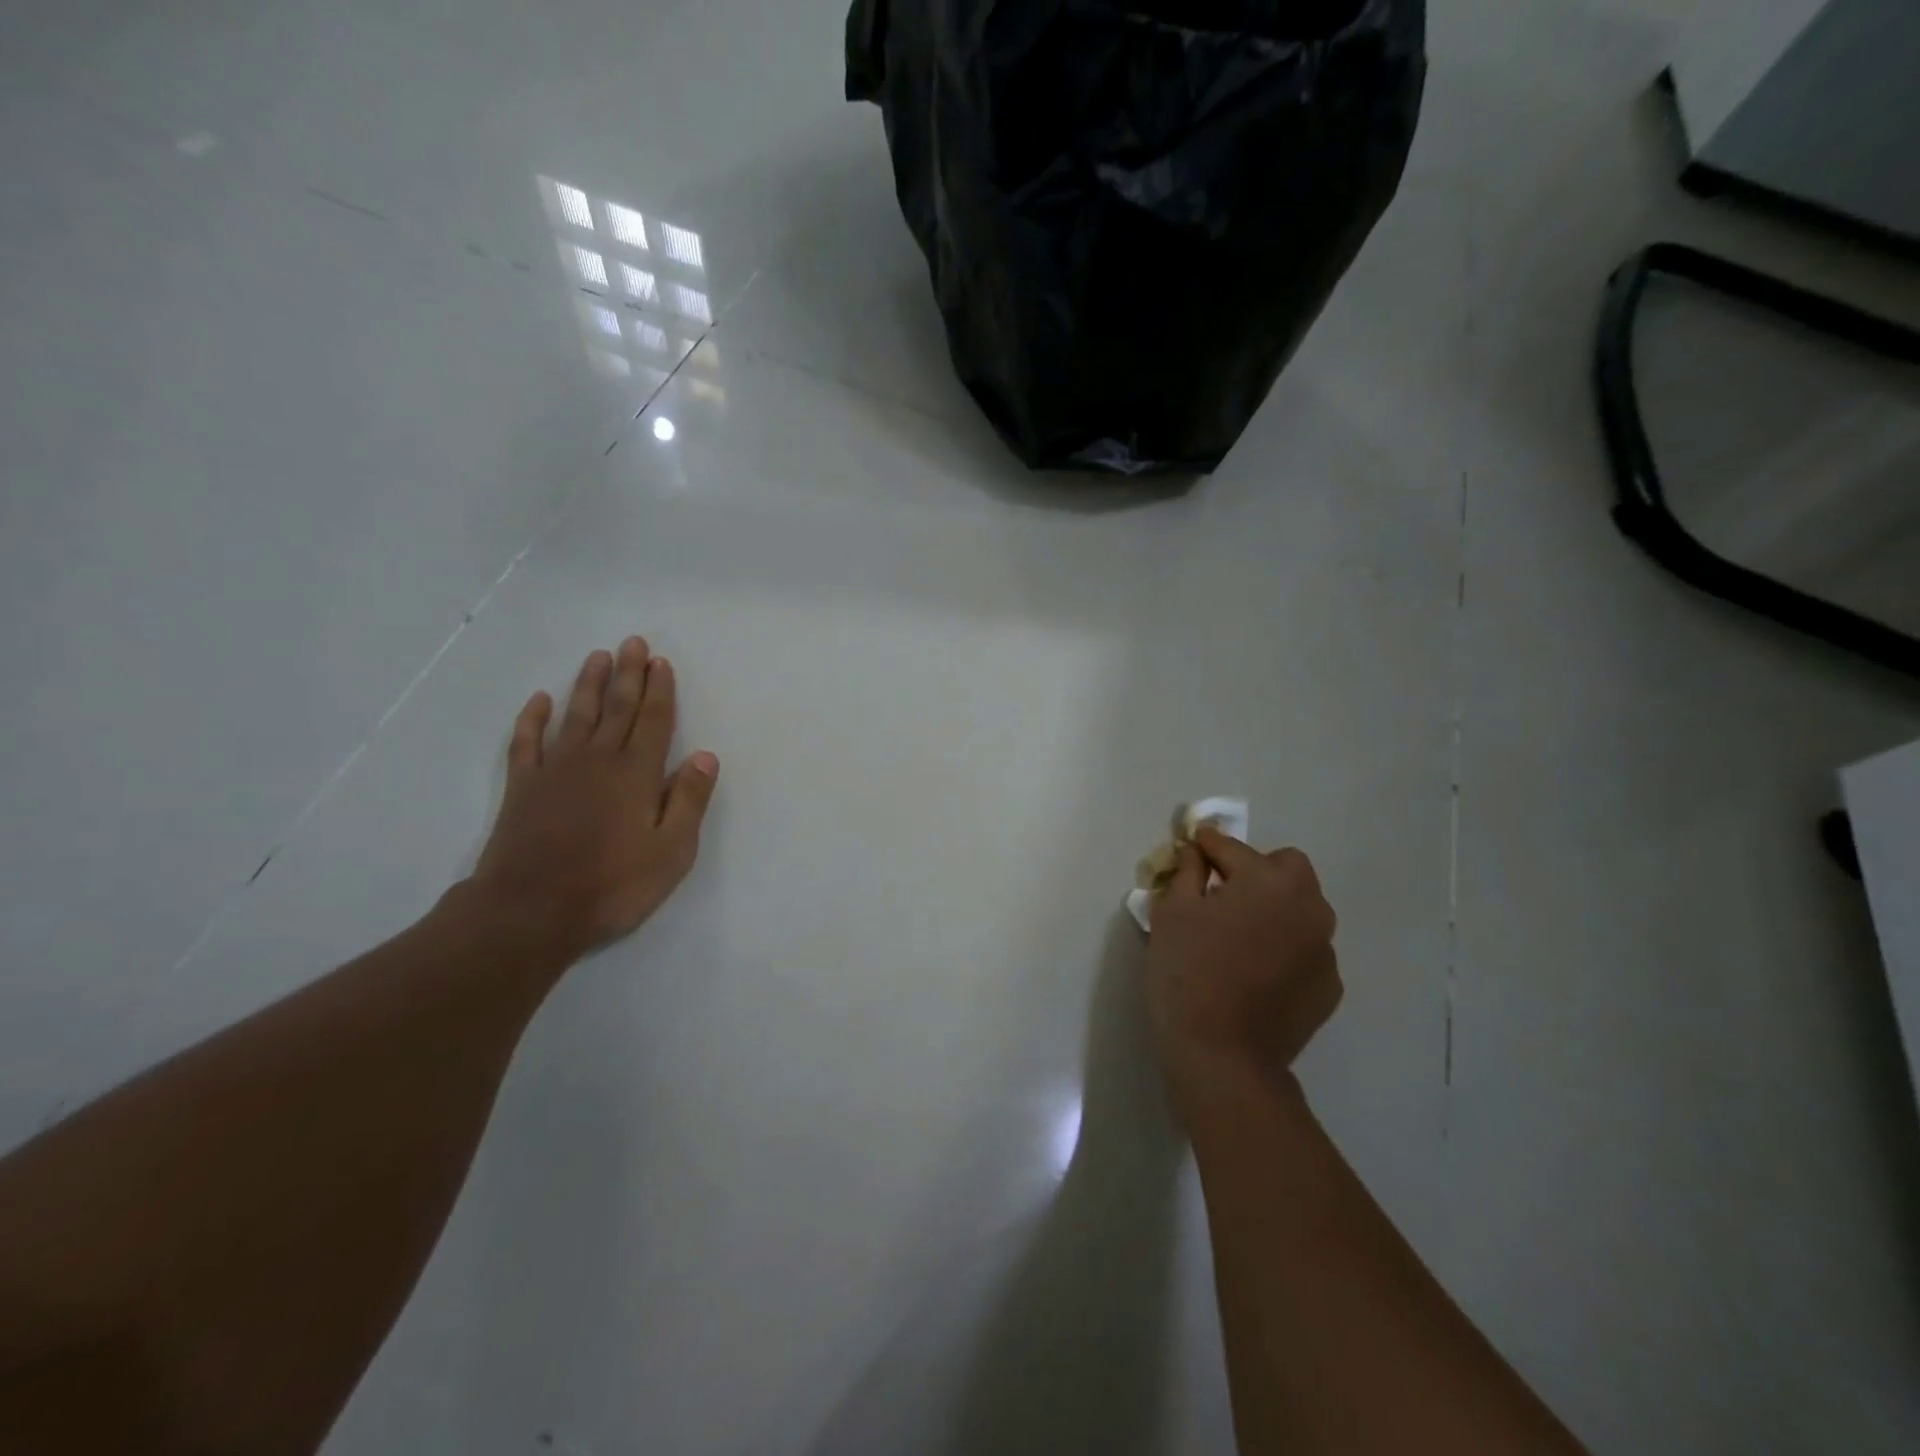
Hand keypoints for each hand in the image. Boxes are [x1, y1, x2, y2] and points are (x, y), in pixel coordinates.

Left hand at [469, 636, 717, 961]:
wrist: (531, 911)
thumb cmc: (613, 885)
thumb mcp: (672, 851)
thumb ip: (690, 801)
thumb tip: (705, 756)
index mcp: (637, 774)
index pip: (654, 721)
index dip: (660, 690)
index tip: (661, 662)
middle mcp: (598, 760)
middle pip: (617, 708)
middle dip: (628, 674)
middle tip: (632, 643)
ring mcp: (556, 771)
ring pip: (576, 715)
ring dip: (588, 685)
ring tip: (597, 657)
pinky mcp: (523, 787)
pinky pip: (527, 742)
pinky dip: (533, 719)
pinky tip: (539, 700)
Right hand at [1144, 828, 1341, 1124]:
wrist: (1222, 1056)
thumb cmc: (1188, 973)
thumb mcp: (1172, 912)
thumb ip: (1188, 872)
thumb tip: (1198, 853)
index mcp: (1270, 881)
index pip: (1232, 849)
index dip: (1207, 845)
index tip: (1193, 844)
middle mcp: (1309, 907)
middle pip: (1285, 869)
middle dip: (1255, 871)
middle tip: (1222, 894)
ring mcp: (1324, 949)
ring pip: (1301, 909)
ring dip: (1274, 909)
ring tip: (1240, 936)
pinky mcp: (1328, 986)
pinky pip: (1305, 948)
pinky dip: (1284, 948)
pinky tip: (1256, 972)